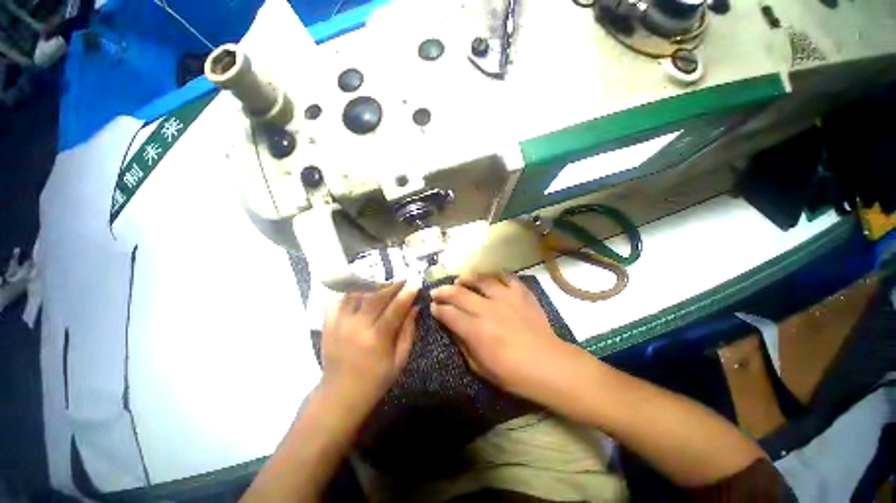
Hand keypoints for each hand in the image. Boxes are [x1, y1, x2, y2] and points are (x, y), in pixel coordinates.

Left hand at [320, 282, 418, 411]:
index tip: (415, 284)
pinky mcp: (328, 324)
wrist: (340, 394)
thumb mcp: (399, 360)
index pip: (394, 309)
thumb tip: (415, 307)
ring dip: (370, 284)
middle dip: (391, 285)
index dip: (406, 294)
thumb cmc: (375, 379)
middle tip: (401, 279)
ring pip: (355, 294)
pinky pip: (336, 300)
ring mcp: (339, 324)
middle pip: (375, 297)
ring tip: (382, 282)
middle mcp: (356, 328)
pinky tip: (358, 290)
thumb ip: (408, 332)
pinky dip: (347, 292)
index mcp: (376, 339)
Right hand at [430, 273, 574, 399]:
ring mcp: (505, 298)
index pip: (449, 314)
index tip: (433, 307)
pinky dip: (495, 274)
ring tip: (460, 278)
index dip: (437, 309)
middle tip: (436, 291)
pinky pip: (506, 276)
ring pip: (480, 279)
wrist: (548, 365)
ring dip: (467, 277)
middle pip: (459, 293)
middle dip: (443, 291)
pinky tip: (489, 277)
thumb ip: (463, 345)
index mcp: (476, 330)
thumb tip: (453, 328)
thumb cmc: (512, 373)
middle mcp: (487, 309)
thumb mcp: (480, 368)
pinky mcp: (521, 293)